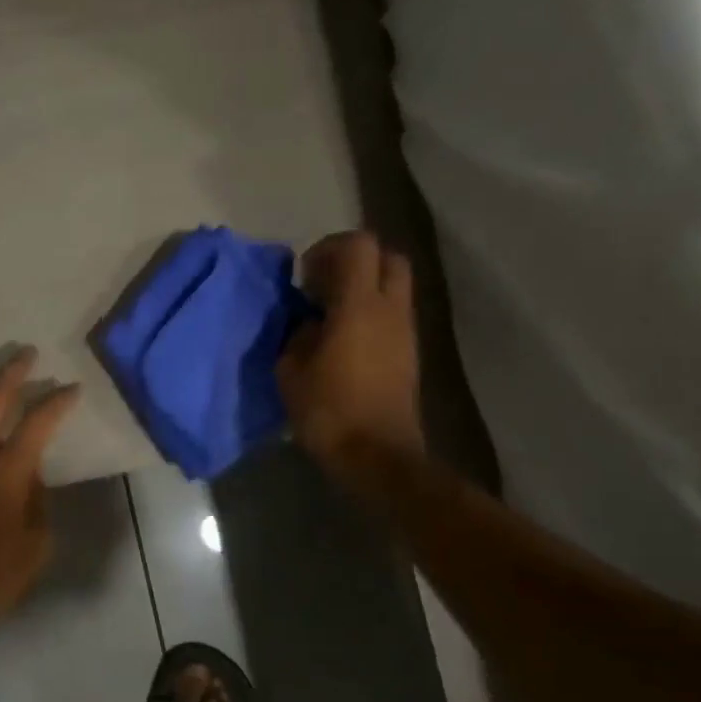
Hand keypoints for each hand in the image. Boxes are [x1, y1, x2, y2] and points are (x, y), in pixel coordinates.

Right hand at [277, 232, 424, 477]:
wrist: (377, 455)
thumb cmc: (328, 411)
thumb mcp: (290, 370)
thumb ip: (298, 334)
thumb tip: (310, 323)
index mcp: (359, 306)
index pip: (357, 246)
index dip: (328, 249)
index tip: (304, 276)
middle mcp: (390, 309)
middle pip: (387, 256)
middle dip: (354, 260)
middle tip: (322, 285)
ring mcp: (405, 331)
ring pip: (393, 285)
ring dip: (363, 287)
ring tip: (328, 315)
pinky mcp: (409, 352)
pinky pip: (392, 313)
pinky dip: (370, 312)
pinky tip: (343, 340)